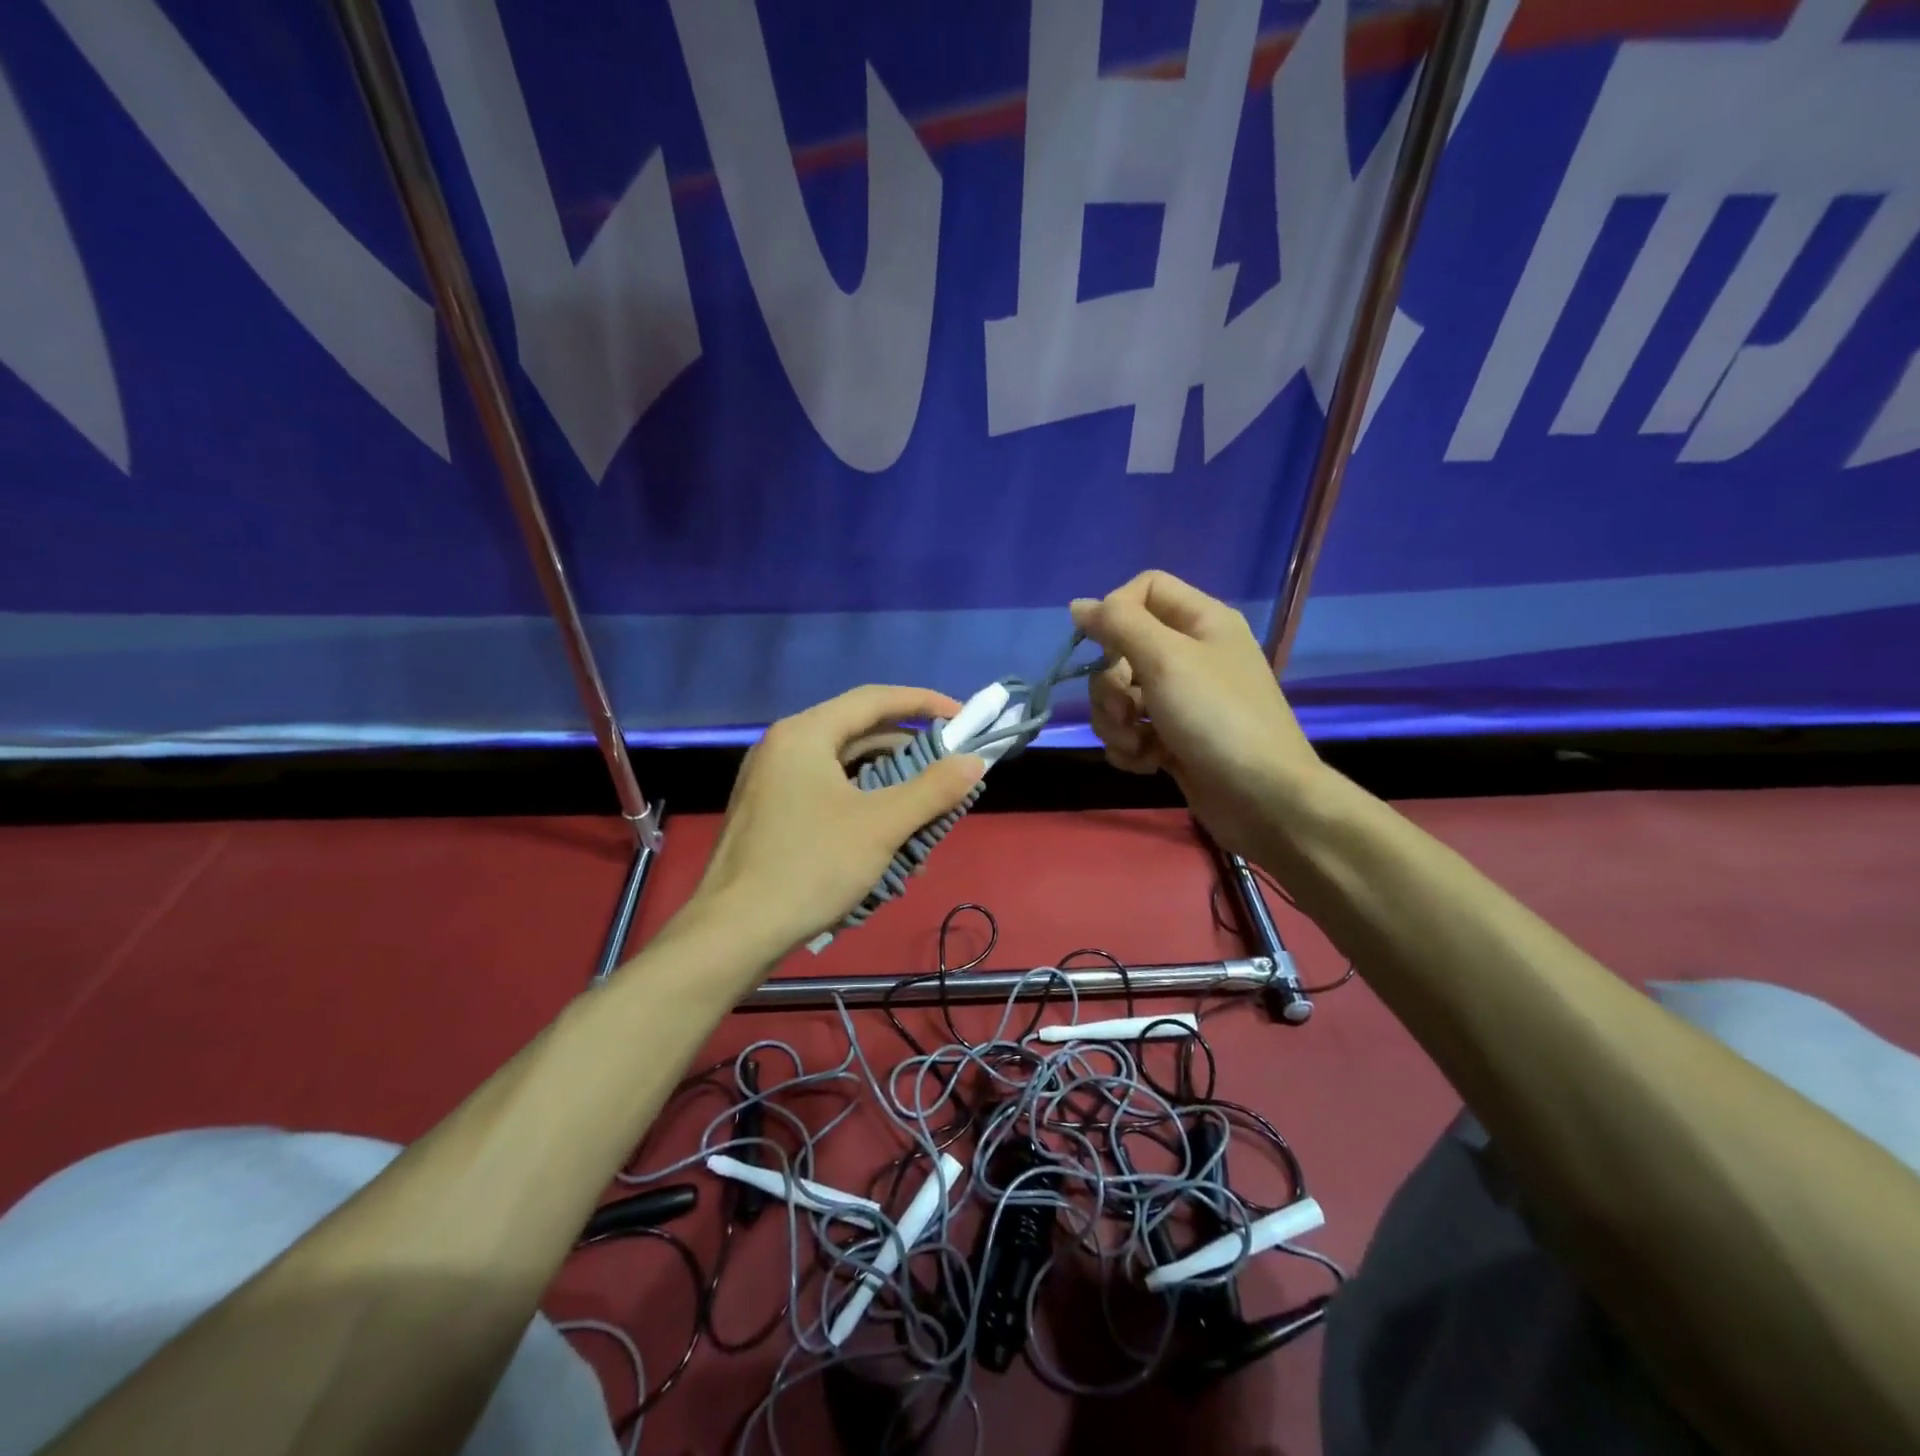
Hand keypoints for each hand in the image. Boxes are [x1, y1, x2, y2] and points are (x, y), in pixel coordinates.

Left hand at [685, 685, 986, 960]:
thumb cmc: (810, 868)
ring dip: (888, 780)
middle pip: (857, 730)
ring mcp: (771, 780)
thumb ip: (933, 789)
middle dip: (908, 748)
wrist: (733, 933)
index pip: (875, 699)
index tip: (964, 717)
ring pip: (843, 765)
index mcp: (805, 734)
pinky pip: (826, 790)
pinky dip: (861, 801)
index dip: (924, 703)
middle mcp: (784, 745)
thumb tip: (975, 761)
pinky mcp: (769, 811)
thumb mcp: (881, 826)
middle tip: (949, 766)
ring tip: (925, 804)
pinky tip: (886, 832)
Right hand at [1071, 571, 1322, 859]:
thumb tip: (1078, 606)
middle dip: (1109, 685)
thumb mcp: (1165, 660)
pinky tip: (1147, 763)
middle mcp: (1191, 654)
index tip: (1103, 646)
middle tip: (1124, 710)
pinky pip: (1131, 730)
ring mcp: (1182, 700)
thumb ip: (1118, 624)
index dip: (1116, 612)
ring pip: (1120, 695)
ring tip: (1138, 744)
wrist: (1263, 799)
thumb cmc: (1216, 718)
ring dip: (1115, 722)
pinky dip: (1130, 747)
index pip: (1144, 589)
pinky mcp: (1173, 739)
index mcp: (1201, 621)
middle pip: (1122, 649)